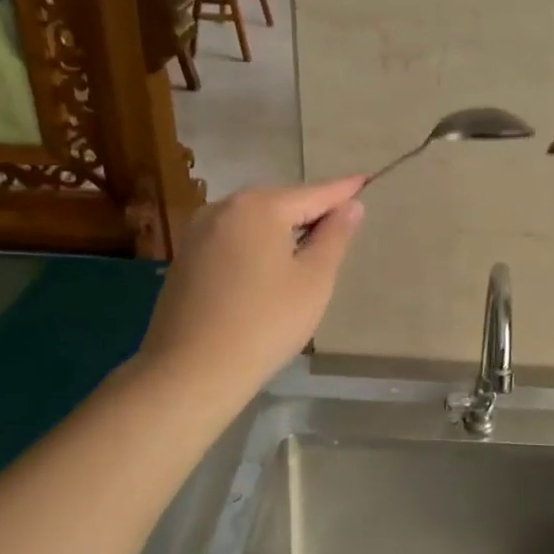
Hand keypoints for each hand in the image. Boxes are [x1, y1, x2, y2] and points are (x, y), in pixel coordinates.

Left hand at [137, 177, 365, 398]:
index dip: (344, 191)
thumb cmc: (265, 322)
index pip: (314, 193)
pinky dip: (259, 245)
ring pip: (256, 221)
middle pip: (282, 202)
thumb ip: (335, 236)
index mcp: (259, 207)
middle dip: (312, 212)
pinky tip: (271, 269)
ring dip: (284, 230)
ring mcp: (199, 232)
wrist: (191, 372)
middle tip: (342, 226)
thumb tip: (352, 206)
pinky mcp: (186, 257)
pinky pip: (235, 238)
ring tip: (311, 250)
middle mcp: (224, 207)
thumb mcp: (315, 279)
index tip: (366, 180)